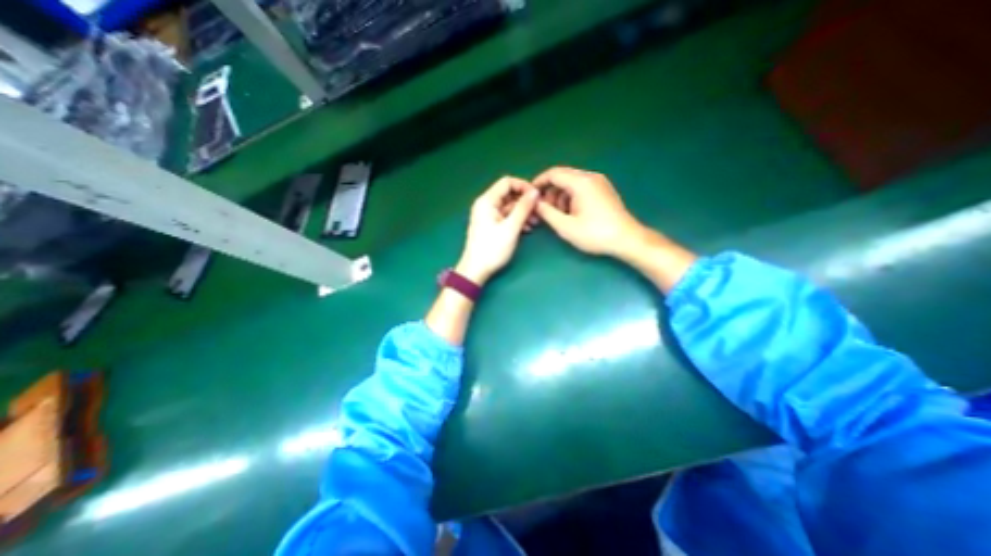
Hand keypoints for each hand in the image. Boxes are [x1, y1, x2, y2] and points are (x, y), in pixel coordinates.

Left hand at [454, 175, 537, 284]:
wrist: (476, 270)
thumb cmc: (492, 249)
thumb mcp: (511, 228)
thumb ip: (523, 208)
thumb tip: (535, 192)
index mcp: (487, 201)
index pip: (507, 183)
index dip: (524, 186)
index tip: (537, 196)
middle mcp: (486, 205)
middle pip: (509, 195)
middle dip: (525, 202)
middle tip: (539, 212)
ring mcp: (488, 216)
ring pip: (509, 207)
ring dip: (523, 213)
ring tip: (535, 223)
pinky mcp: (491, 225)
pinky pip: (506, 217)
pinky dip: (517, 220)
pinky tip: (527, 229)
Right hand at [531, 165, 691, 290]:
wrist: (627, 239)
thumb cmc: (595, 234)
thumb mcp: (565, 226)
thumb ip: (547, 212)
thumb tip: (535, 203)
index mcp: (581, 182)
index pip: (553, 173)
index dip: (539, 182)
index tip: (530, 194)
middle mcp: (591, 177)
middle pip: (563, 176)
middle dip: (550, 191)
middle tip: (543, 209)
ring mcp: (599, 182)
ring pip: (572, 182)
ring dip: (560, 195)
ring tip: (558, 214)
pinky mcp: (604, 190)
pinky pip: (582, 187)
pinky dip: (571, 197)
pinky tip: (571, 213)